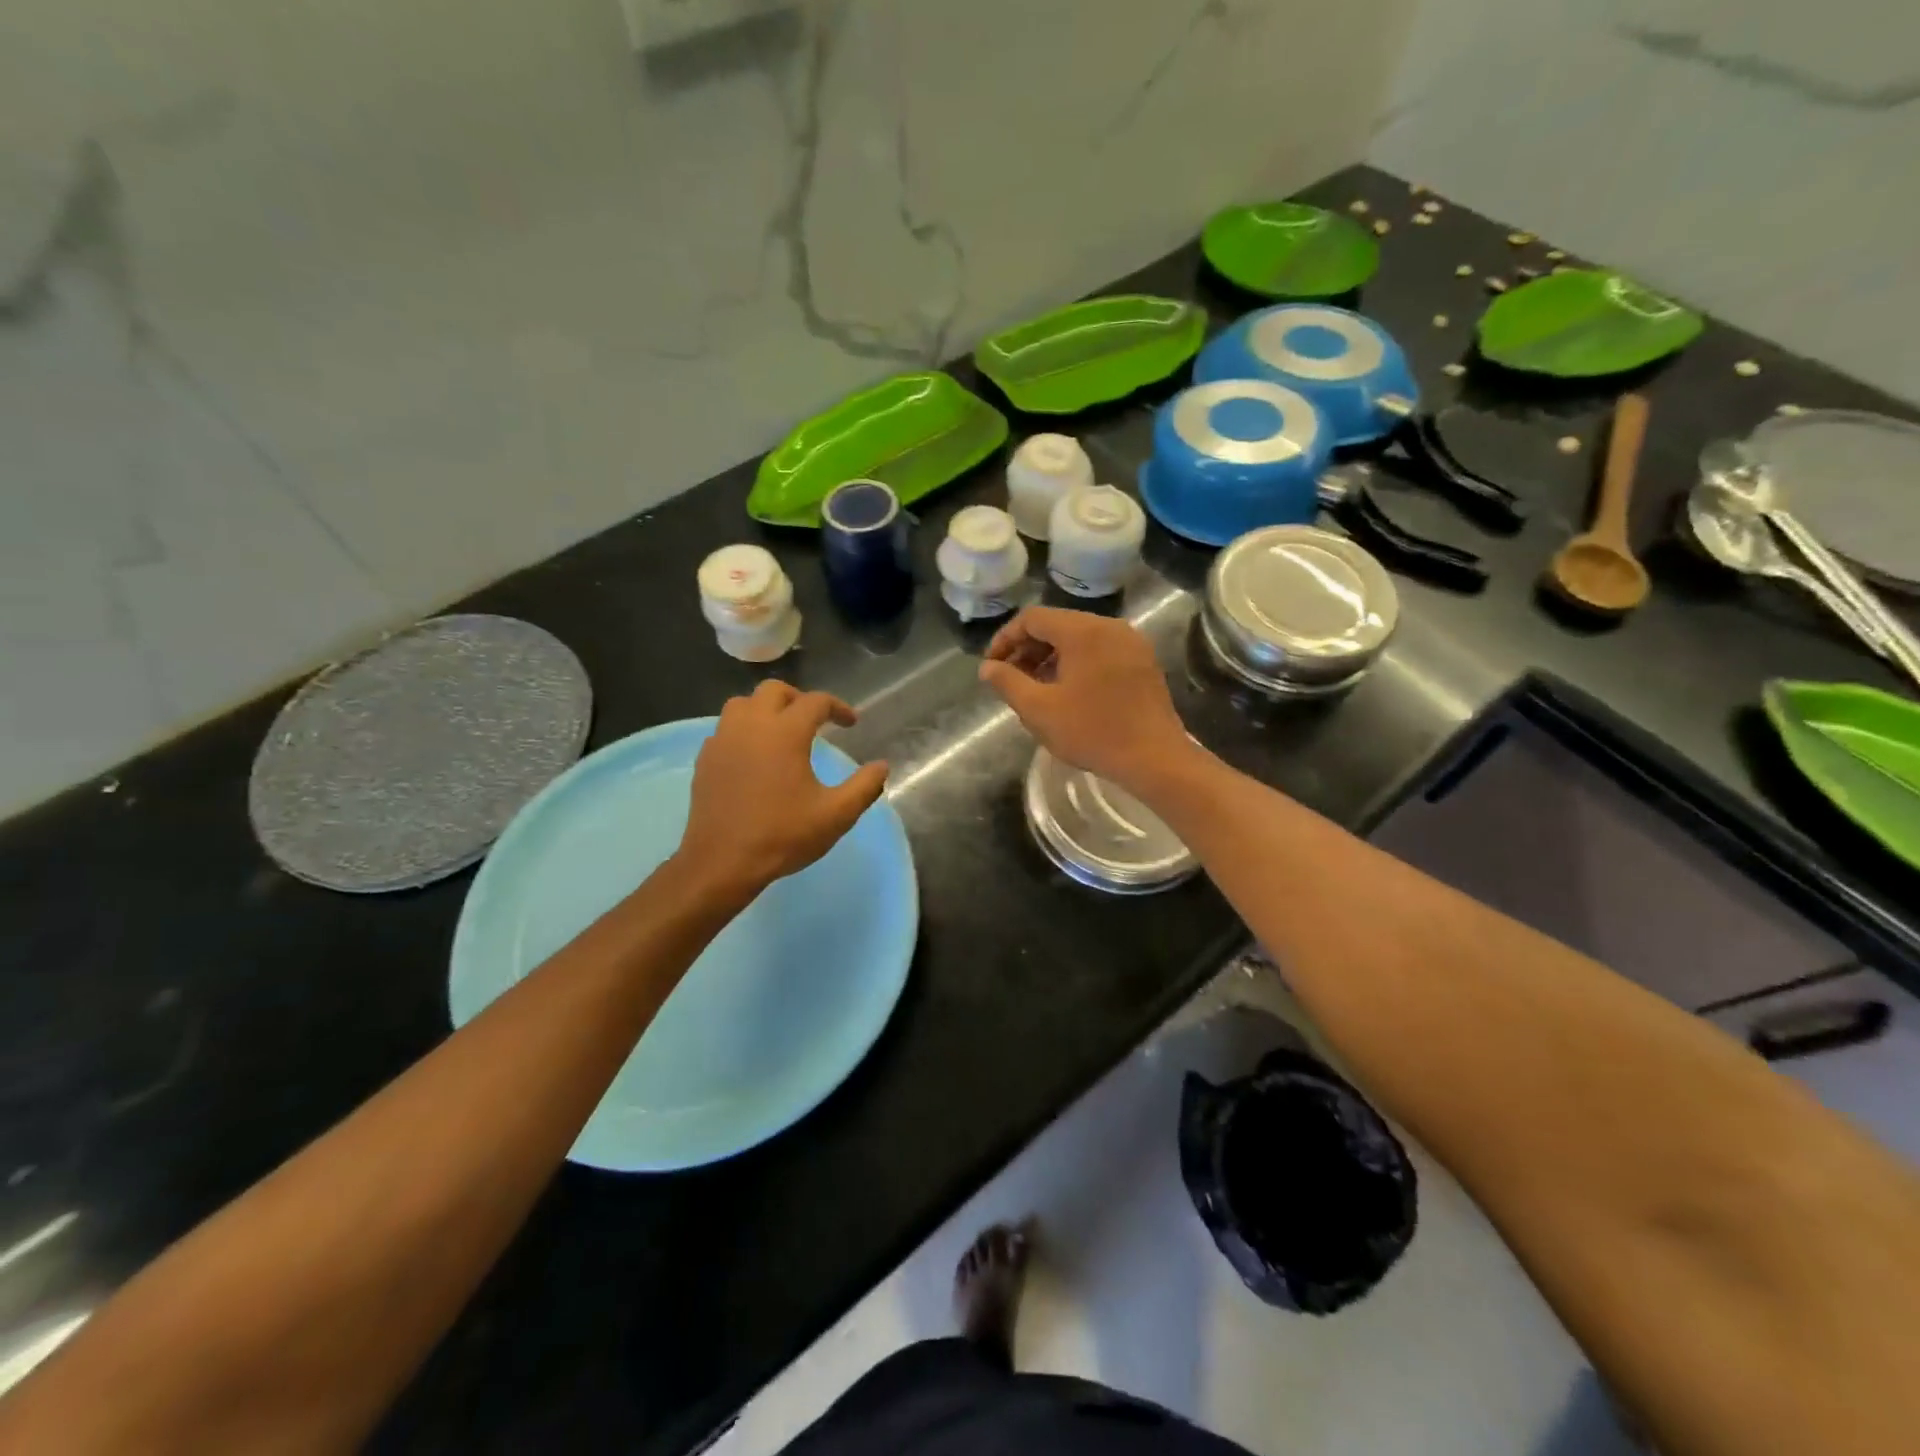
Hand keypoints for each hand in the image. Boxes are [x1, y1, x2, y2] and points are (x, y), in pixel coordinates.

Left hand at [675, 682, 889, 899]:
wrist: (722, 863)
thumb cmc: (782, 836)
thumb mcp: (836, 815)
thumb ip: (864, 786)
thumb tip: (882, 766)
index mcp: (785, 733)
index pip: (816, 701)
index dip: (838, 707)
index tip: (851, 723)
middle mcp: (751, 725)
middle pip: (774, 690)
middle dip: (799, 698)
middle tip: (815, 720)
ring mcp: (723, 740)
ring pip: (742, 703)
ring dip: (766, 708)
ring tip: (781, 731)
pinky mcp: (705, 758)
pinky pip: (725, 728)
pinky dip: (744, 729)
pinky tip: (754, 754)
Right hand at [978, 607, 1191, 790]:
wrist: (1154, 758)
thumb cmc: (1092, 732)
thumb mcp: (1039, 710)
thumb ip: (1008, 683)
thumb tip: (988, 667)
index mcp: (1083, 631)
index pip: (1032, 618)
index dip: (1006, 639)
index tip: (992, 667)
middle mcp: (1109, 626)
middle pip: (1058, 624)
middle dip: (1028, 648)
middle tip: (1011, 679)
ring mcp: (1131, 642)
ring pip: (1080, 638)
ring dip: (1051, 657)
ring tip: (1036, 688)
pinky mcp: (1143, 661)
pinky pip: (1101, 650)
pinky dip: (1077, 662)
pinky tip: (1068, 692)